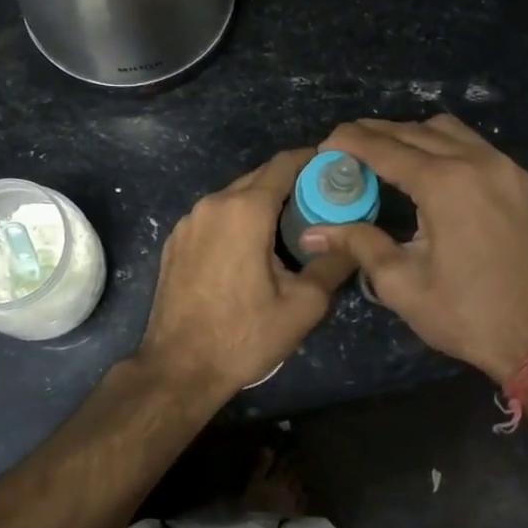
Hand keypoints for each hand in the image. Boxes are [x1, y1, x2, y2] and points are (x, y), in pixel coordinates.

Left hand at [135, 149, 356, 400]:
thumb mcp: (303, 305)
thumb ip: (332, 264)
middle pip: (258, 178)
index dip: (312, 160)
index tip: (335, 166)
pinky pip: (213, 217)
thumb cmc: (244, 335)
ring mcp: (188, 222)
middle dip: (290, 183)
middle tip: (320, 201)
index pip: (283, 165)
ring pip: (233, 198)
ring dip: (261, 204)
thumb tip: (353, 242)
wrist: (178, 367)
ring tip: (289, 226)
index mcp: (244, 210)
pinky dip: (235, 221)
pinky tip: (250, 248)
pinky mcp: (174, 241)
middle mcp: (212, 204)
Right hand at [301, 116, 527, 383]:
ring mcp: (507, 169)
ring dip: (412, 135)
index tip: (325, 143)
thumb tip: (312, 233)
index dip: (350, 141)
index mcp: (445, 184)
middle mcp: (478, 163)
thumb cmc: (468, 315)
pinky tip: (429, 170)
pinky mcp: (524, 183)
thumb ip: (358, 244)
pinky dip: (443, 146)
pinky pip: (475, 146)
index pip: (385, 148)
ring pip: (449, 131)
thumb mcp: (402, 284)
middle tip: (345, 146)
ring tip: (384, 155)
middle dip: (375, 134)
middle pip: (415, 131)